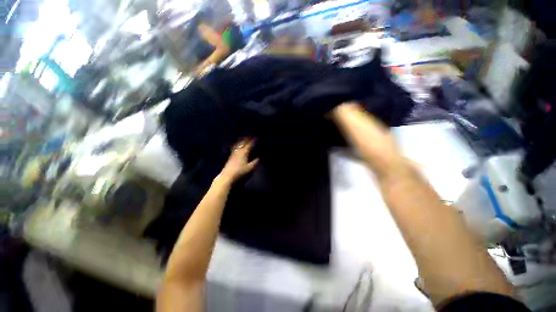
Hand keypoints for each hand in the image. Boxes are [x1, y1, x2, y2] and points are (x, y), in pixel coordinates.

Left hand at [218, 139, 258, 182]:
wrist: (227, 177)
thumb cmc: (240, 173)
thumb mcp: (250, 168)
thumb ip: (255, 162)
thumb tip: (259, 157)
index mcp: (244, 153)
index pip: (250, 145)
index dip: (254, 141)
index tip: (258, 137)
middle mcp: (238, 151)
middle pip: (243, 143)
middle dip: (247, 139)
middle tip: (251, 136)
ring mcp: (233, 154)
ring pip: (238, 145)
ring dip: (242, 141)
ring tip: (244, 138)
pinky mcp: (230, 158)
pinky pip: (234, 148)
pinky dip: (237, 145)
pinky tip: (237, 146)